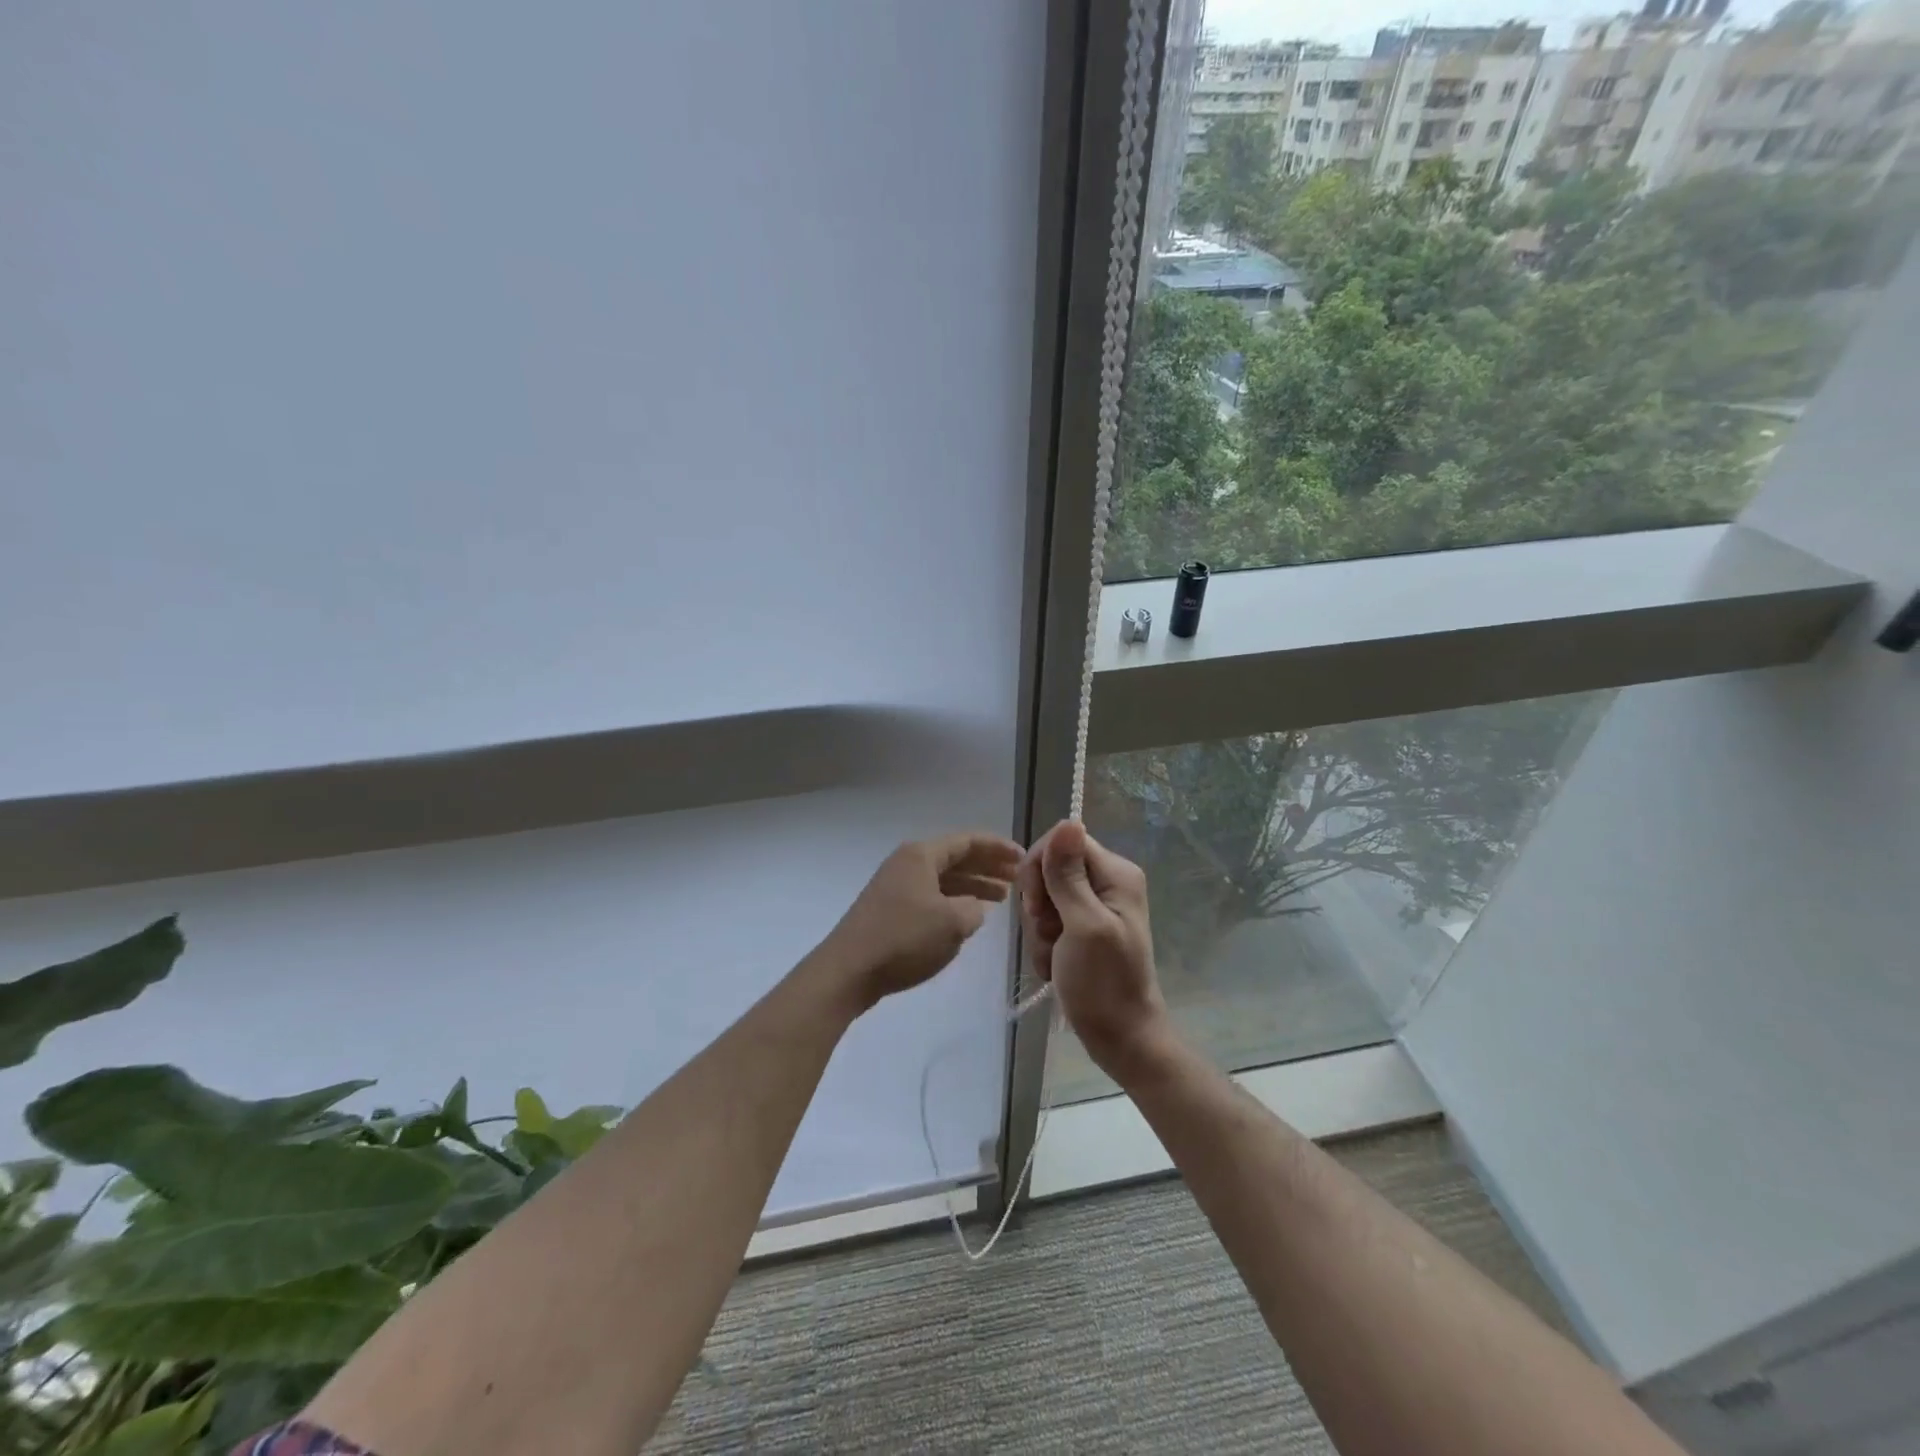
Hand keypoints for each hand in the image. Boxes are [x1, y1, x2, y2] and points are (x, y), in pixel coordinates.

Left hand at [822, 832, 1022, 1009]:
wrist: (849, 970)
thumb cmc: (903, 939)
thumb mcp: (952, 923)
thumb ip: (974, 909)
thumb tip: (973, 907)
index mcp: (921, 855)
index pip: (967, 841)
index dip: (998, 848)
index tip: (1024, 858)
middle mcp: (908, 863)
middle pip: (956, 858)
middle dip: (988, 866)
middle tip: (1017, 878)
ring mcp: (896, 886)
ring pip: (944, 879)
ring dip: (973, 885)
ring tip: (1001, 898)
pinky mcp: (890, 909)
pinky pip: (932, 896)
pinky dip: (954, 901)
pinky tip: (969, 915)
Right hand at [1018, 820, 1169, 1077]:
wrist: (1120, 1039)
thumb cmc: (1104, 984)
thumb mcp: (1083, 925)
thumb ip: (1069, 875)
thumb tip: (1067, 820)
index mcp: (1115, 873)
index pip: (1062, 842)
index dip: (1040, 869)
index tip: (1040, 907)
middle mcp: (1107, 882)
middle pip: (1049, 869)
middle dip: (1039, 906)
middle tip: (1051, 935)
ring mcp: (1094, 907)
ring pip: (1043, 898)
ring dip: (1039, 931)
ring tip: (1055, 957)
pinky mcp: (1082, 929)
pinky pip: (1048, 922)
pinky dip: (1044, 945)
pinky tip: (1055, 967)